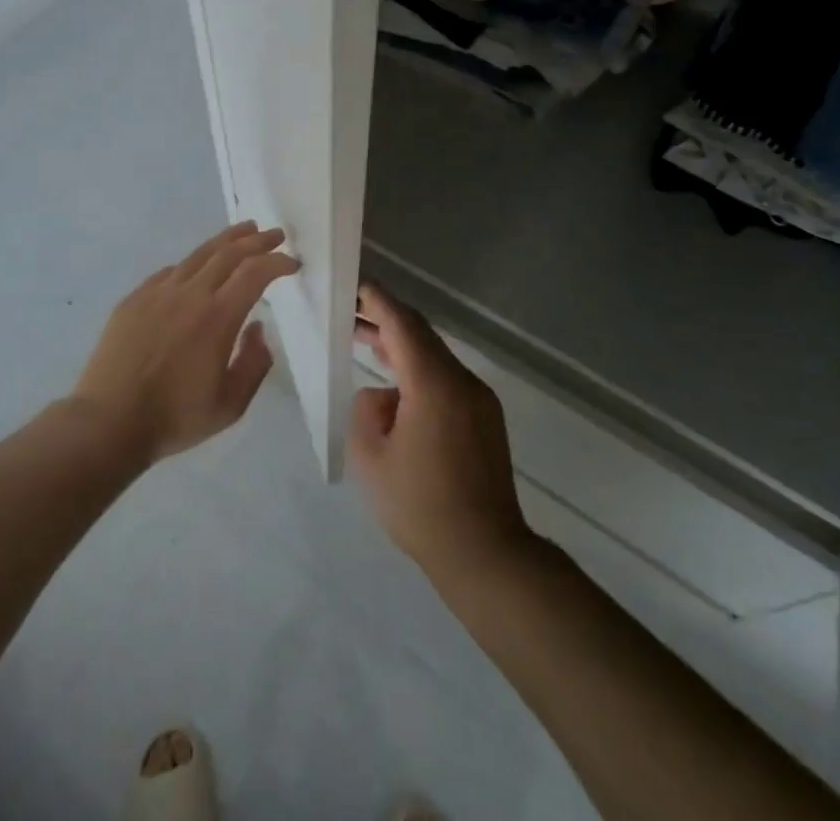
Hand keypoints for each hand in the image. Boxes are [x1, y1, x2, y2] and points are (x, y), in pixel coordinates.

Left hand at [73, 222, 298, 464]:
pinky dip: (192, 263)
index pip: (254, 273)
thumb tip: (257, 329)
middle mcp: (189, 295)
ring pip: (198, 254)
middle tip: (275, 234)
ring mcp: (158, 293)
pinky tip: (197, 267)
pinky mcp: (134, 299)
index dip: (277, 262)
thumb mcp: (230, 406)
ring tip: (244, 230)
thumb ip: (253, 364)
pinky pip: (169, 272)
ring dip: (226, 240)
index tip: (292, 262)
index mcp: (217, 318)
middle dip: (257, 241)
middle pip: (228, 253)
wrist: (108, 421)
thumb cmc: (174, 418)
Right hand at [350, 282, 531, 579]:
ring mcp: (479, 399)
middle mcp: (462, 381)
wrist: (486, 554)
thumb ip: (367, 410)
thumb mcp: (372, 459)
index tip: (357, 285)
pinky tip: (398, 386)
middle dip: (387, 320)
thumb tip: (383, 396)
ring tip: (367, 342)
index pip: (403, 325)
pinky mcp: (486, 417)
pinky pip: (448, 378)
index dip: (379, 301)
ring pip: (436, 356)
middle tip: (353, 313)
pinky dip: (420, 370)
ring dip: (403, 346)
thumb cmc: (421, 507)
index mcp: (433, 385)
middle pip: (422, 334)